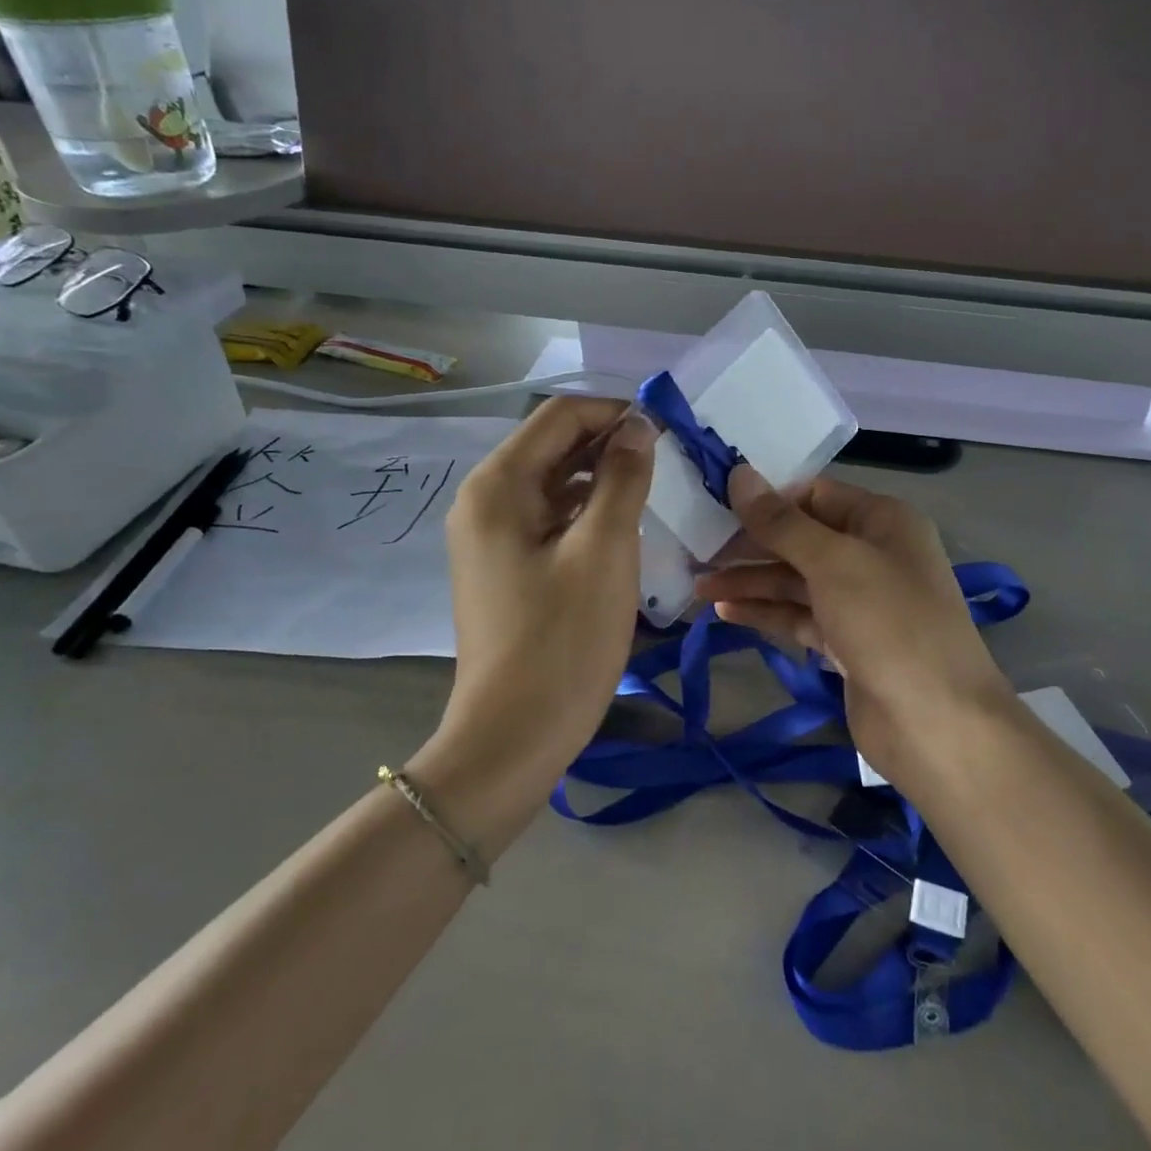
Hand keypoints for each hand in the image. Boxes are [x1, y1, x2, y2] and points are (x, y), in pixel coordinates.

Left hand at [437, 397, 656, 773]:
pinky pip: (547, 517)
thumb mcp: (605, 551)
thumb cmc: (562, 641)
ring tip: (652, 488)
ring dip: (600, 476)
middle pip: (552, 445)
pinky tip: (621, 525)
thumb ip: (623, 478)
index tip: (666, 430)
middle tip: (667, 459)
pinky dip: (584, 510)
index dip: (615, 412)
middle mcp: (483, 500)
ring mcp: (489, 535)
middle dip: (609, 442)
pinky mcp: (503, 565)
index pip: (560, 416)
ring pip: (552, 482)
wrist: (513, 737)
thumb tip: (638, 427)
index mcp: (498, 485)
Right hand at [694, 468, 1014, 785]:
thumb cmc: (888, 623)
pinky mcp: (846, 642)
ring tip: (699, 585)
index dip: (768, 499)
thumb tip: (739, 473)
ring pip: (796, 580)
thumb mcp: (833, 561)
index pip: (815, 495)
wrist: (937, 724)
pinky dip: (766, 612)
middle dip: (752, 544)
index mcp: (882, 521)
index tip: (717, 504)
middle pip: (801, 538)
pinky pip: (799, 616)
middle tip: (698, 550)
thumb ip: (781, 522)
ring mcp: (860, 601)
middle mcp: (872, 554)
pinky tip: (725, 612)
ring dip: (751, 581)